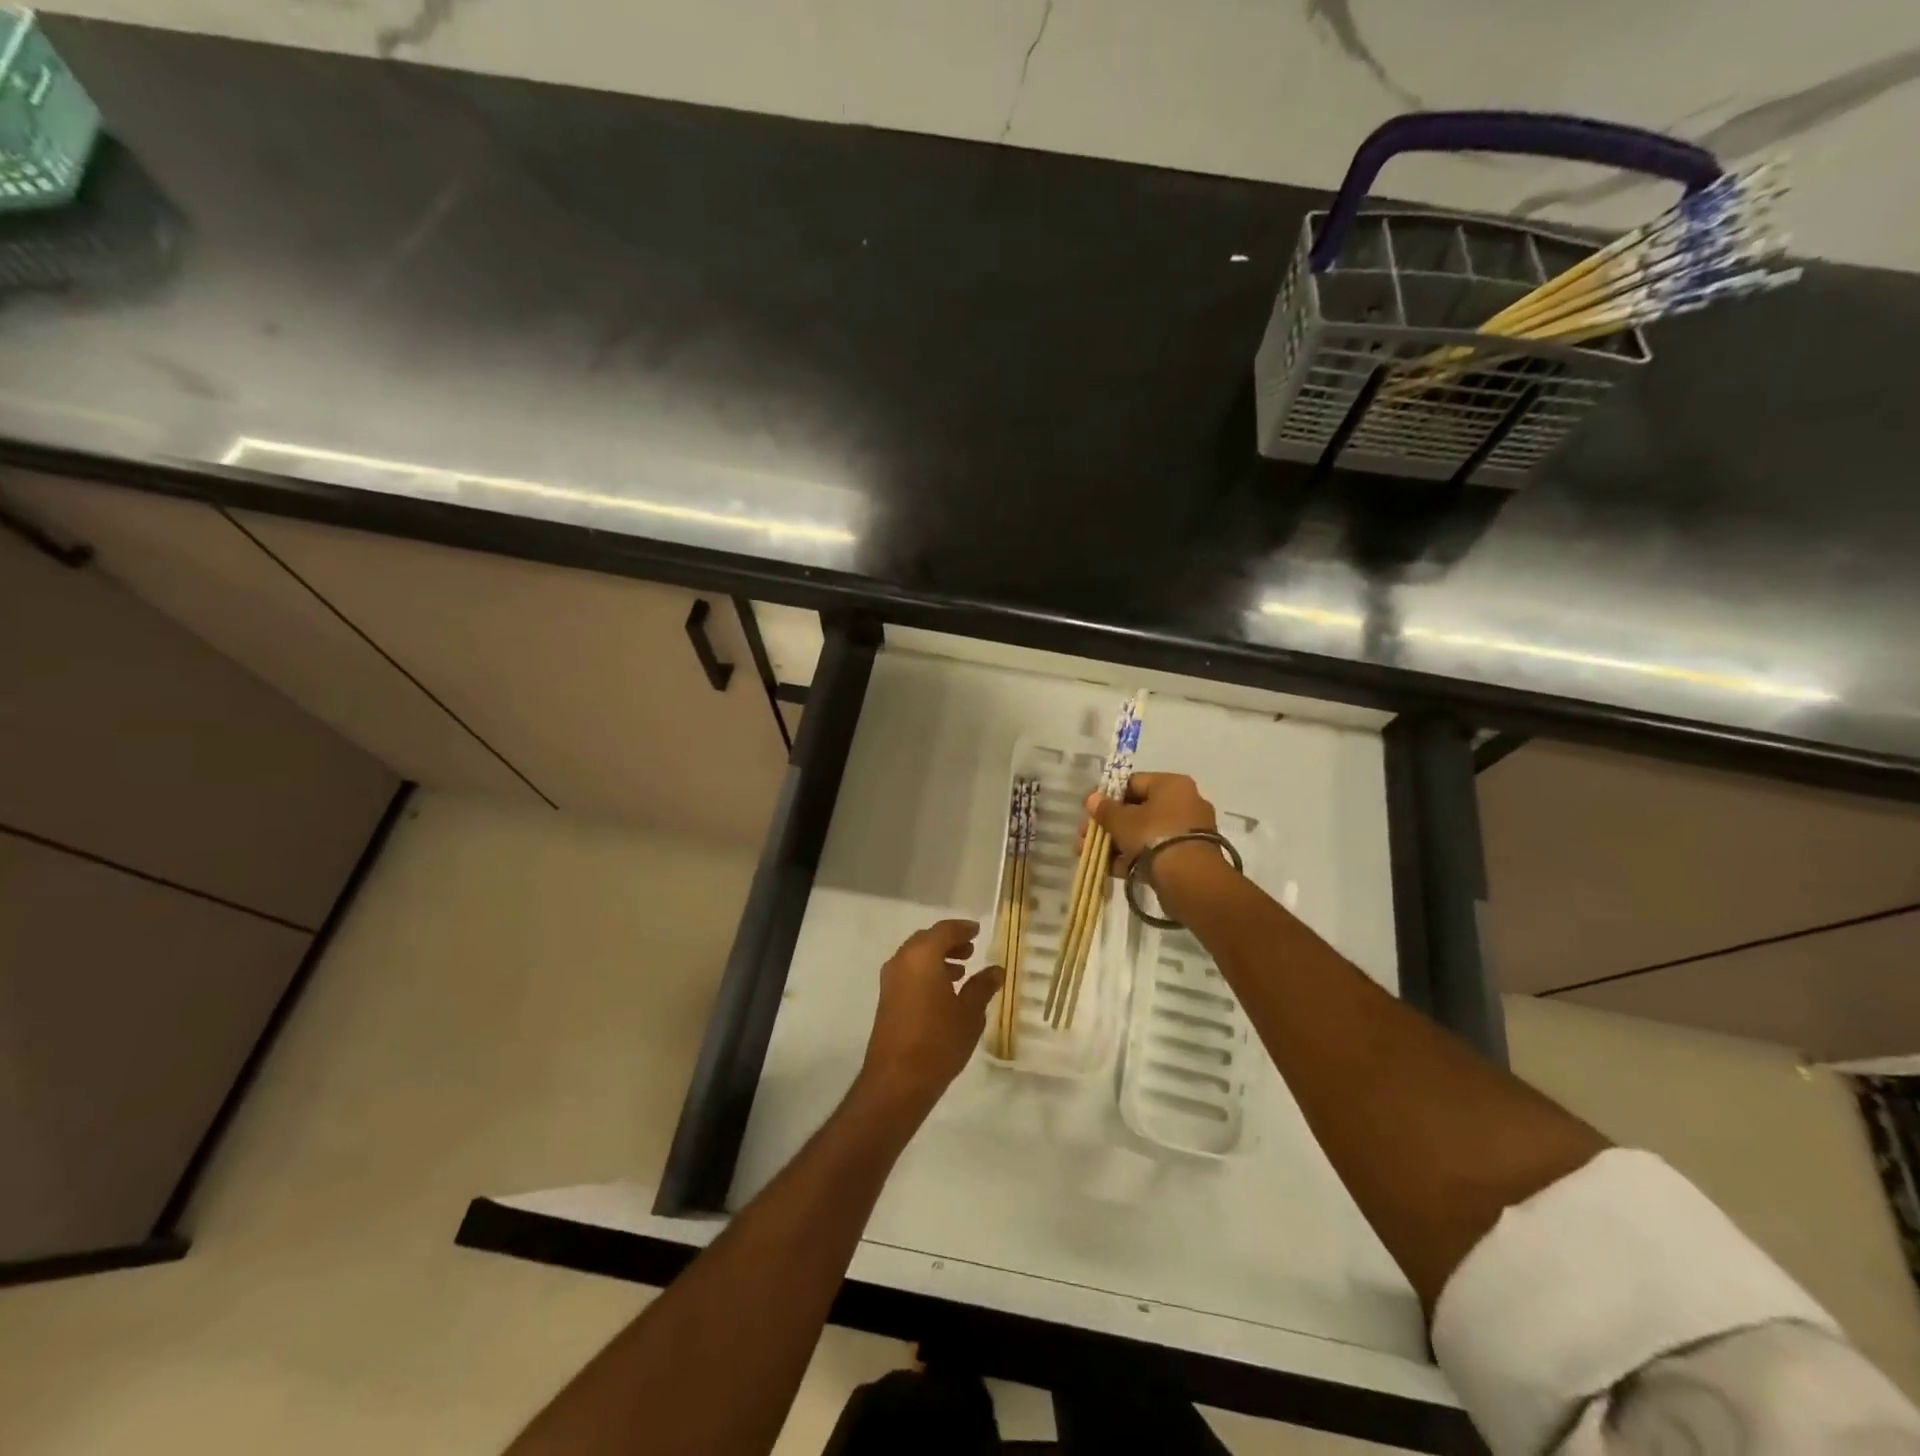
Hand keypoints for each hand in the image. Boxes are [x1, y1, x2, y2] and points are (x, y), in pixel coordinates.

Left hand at [855, 919, 1002, 1117]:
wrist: (897, 1080)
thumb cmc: (938, 1040)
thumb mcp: (969, 1013)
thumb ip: (983, 987)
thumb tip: (996, 970)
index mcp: (922, 956)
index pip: (944, 930)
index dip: (962, 928)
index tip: (977, 931)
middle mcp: (902, 961)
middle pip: (927, 940)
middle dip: (949, 942)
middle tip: (971, 950)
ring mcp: (891, 980)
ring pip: (916, 957)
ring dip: (938, 958)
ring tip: (962, 971)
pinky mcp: (887, 999)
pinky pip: (909, 972)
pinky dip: (926, 972)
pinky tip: (944, 992)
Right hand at [1084, 772, 1218, 877]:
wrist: (1190, 880)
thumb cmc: (1153, 837)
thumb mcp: (1122, 821)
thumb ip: (1105, 809)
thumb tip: (1092, 798)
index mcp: (1172, 785)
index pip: (1133, 783)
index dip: (1107, 796)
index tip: (1088, 810)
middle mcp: (1184, 802)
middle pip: (1137, 810)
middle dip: (1108, 825)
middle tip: (1085, 836)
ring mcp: (1188, 831)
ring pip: (1144, 833)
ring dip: (1116, 843)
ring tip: (1091, 856)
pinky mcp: (1188, 856)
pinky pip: (1155, 851)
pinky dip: (1133, 858)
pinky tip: (1109, 869)